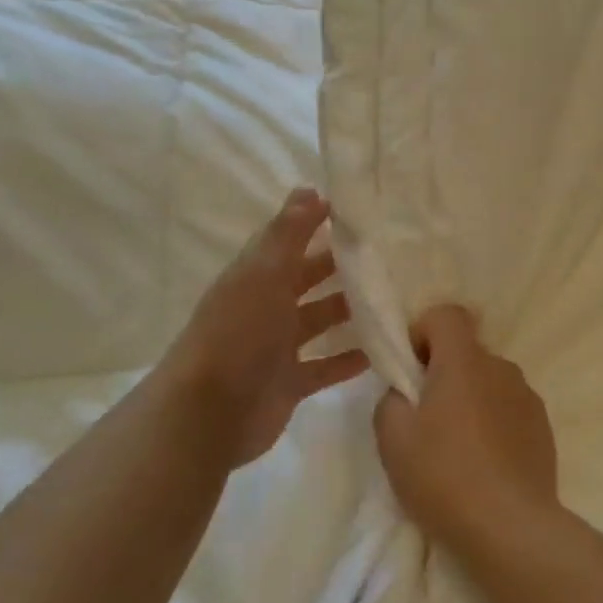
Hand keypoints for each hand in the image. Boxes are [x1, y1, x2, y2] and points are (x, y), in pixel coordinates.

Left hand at [155, 189, 367, 469]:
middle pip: (309, 279)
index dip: (318, 224)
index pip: (290, 241)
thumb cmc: (238, 332)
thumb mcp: (264, 273)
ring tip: (394, 298)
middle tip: (389, 255)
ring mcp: (278, 347)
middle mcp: (267, 306)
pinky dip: (349, 359)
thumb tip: (310, 188)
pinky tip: (381, 350)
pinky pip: (326, 366)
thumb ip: (289, 233)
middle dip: (342, 267)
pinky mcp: (290, 383)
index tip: (360, 212)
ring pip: (321, 321)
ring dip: (351, 311)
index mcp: (257, 276)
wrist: (208, 413)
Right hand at [373, 306, 558, 553]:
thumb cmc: (444, 476)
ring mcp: (527, 396)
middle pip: (467, 351)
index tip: (411, 370)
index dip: (423, 331)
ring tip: (456, 449)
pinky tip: (484, 464)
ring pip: (489, 382)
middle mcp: (501, 367)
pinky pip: (509, 408)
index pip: (447, 314)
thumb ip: (391, 400)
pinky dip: (493, 422)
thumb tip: (405, 392)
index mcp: (465, 361)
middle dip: (443, 372)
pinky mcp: (543, 426)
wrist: (511, 527)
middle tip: (425, 419)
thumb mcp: (393, 439)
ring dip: (470, 399)